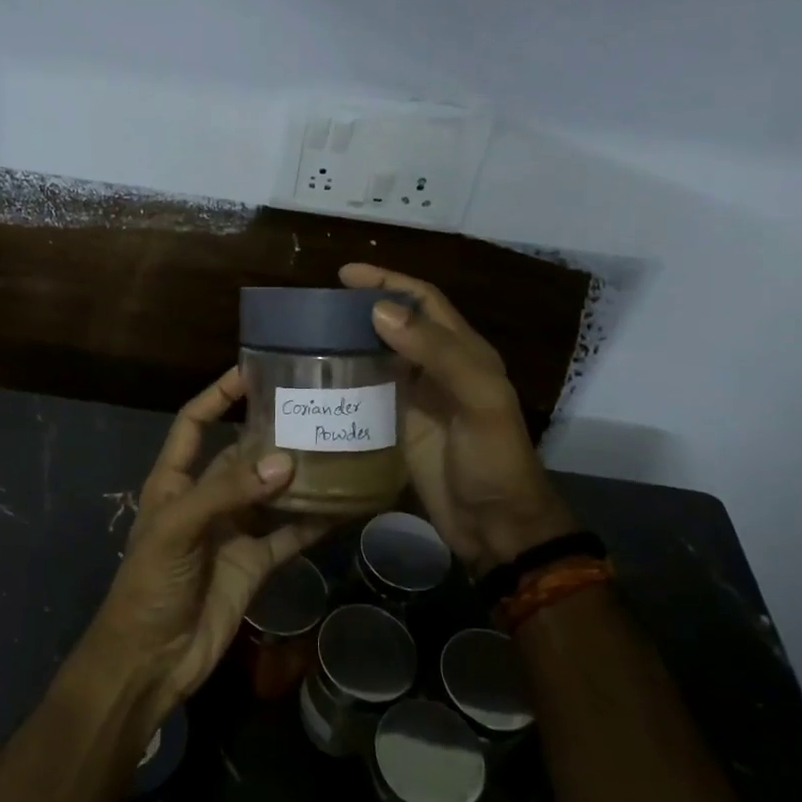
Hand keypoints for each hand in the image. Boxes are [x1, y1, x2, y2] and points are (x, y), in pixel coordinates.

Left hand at [80, 368, 330, 720]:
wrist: (151, 660)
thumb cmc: (149, 584)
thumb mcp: (177, 529)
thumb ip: (227, 492)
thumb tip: (285, 461)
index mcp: (174, 481)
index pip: (194, 423)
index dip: (217, 396)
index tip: (251, 371)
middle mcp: (206, 498)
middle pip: (241, 455)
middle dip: (271, 433)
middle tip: (315, 409)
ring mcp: (232, 531)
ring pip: (270, 492)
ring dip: (298, 475)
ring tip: (337, 447)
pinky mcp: (255, 563)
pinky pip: (288, 534)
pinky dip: (313, 521)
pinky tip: (342, 505)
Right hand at [340, 263, 578, 579]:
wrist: (495, 527)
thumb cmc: (493, 459)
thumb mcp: (479, 400)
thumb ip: (438, 353)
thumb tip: (379, 310)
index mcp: (463, 352)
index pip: (422, 301)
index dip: (387, 281)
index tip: (344, 274)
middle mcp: (436, 369)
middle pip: (394, 325)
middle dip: (359, 309)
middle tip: (315, 308)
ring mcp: (414, 400)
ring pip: (376, 358)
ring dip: (346, 344)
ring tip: (306, 338)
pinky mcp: (396, 428)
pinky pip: (365, 395)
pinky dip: (343, 383)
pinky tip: (315, 383)